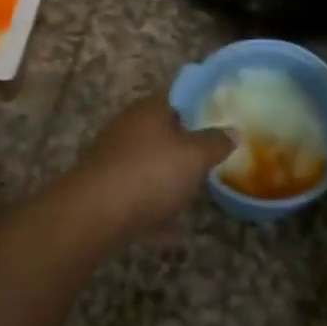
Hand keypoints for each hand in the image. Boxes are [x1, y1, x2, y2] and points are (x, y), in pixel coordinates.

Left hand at [71, 93, 232, 239]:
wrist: (94, 214)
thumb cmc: (151, 173)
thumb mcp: (195, 156)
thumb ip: (216, 142)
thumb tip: (232, 131)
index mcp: (150, 109)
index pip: (179, 95)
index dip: (201, 104)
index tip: (221, 118)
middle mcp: (129, 126)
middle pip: (163, 129)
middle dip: (184, 143)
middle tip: (210, 157)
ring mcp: (113, 156)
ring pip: (148, 161)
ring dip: (168, 175)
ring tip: (192, 191)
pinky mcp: (104, 188)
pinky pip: (137, 193)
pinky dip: (154, 206)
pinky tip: (171, 230)